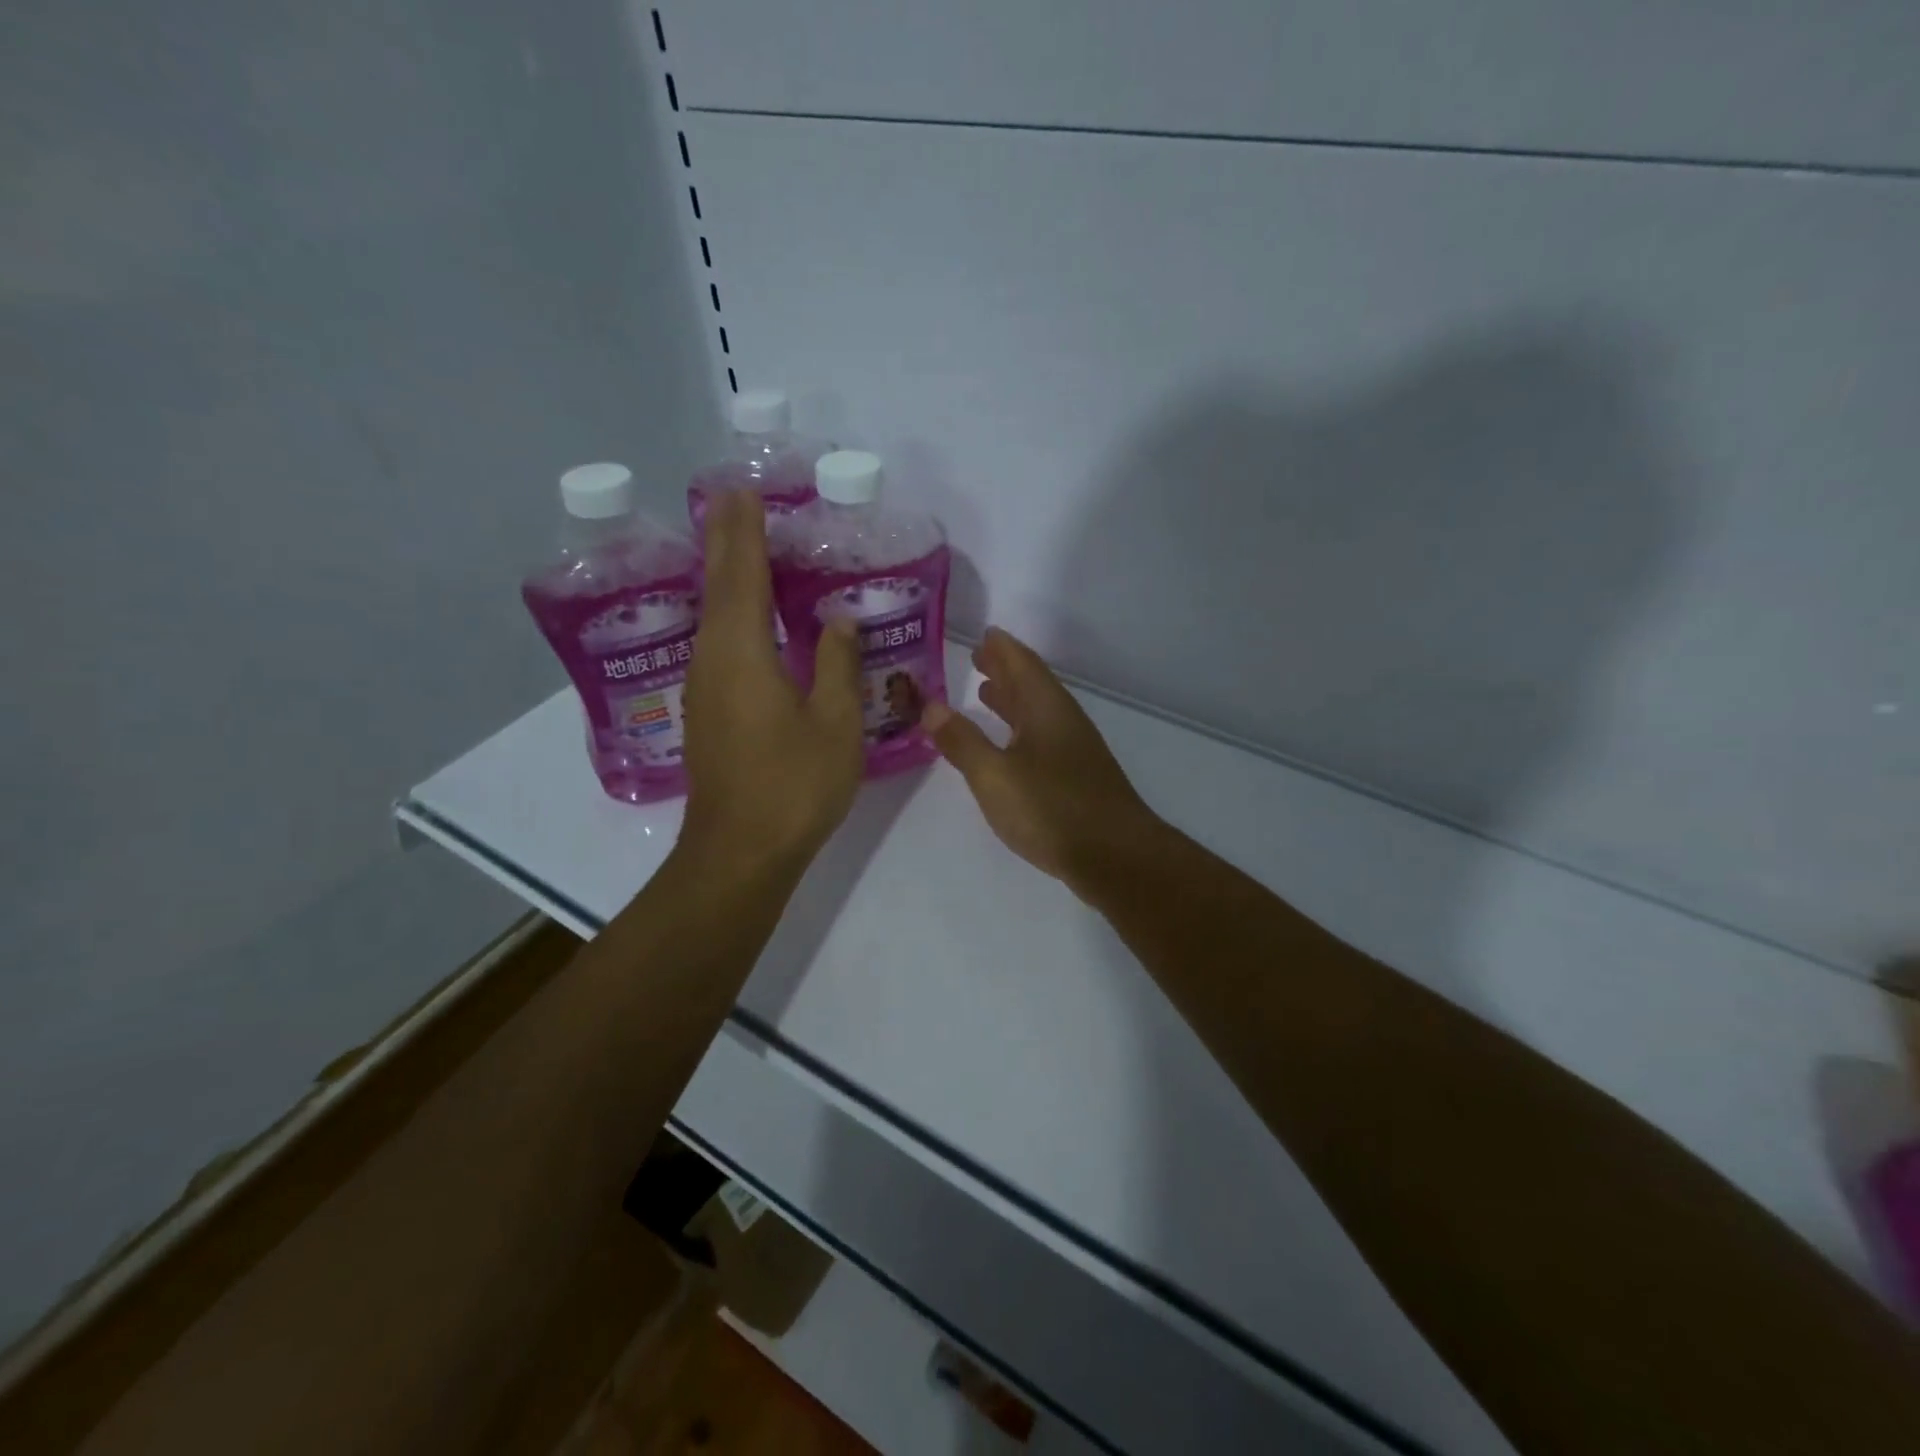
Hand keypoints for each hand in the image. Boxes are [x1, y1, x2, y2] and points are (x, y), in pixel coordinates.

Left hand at [680, 490, 864, 872]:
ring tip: (742, 546)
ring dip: (726, 577)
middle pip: (719, 587)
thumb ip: (836, 664)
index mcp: (743, 653)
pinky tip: (747, 619)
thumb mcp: (835, 723)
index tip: (744, 491)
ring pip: (713, 617)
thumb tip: (835, 620)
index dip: (745, 531)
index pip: (742, 575)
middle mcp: (713, 660)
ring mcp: (704, 688)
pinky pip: (718, 644)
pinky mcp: (707, 712)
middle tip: (734, 501)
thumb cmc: (794, 786)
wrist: (740, 852)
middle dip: (726, 541)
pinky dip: (731, 615)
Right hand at [921, 628, 1164, 896]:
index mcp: (1045, 708)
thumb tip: (930, 705)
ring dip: (1012, 700)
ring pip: (1037, 713)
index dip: (1001, 648)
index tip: (983, 633)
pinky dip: (1019, 730)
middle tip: (977, 658)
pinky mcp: (1077, 778)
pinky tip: (1009, 747)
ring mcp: (1074, 750)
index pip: (1021, 664)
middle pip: (1032, 685)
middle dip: (1004, 670)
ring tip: (984, 693)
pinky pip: (1041, 738)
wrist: (1114, 856)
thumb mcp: (994, 775)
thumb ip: (961, 740)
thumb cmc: (1051, 808)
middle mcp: (1063, 721)